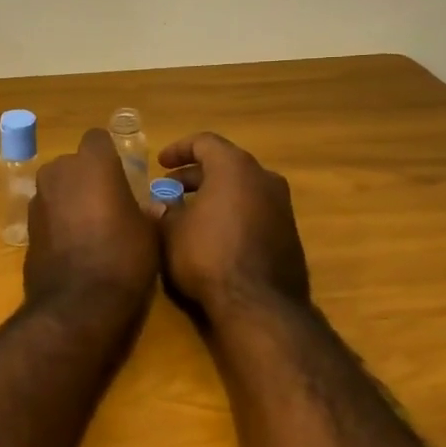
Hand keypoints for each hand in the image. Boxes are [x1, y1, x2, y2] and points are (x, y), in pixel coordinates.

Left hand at [25, 129, 159, 316]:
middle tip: (108, 203)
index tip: (122, 175)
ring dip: (70, 198)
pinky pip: (47, 212)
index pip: (98, 139)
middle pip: (74, 163)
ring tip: (91, 227)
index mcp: (93, 163)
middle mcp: (59, 172)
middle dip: (87, 177)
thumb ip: (146, 211)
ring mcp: (38, 199)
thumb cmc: (123, 258)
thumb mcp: (148, 233)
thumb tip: (151, 207)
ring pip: (57, 187)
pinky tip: (73, 245)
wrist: (78, 304)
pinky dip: (57, 220)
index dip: (109, 154)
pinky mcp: (26, 226)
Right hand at [157, 132, 310, 317]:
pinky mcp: (288, 232)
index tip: (160, 164)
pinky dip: (233, 212)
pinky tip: (214, 235)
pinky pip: (255, 210)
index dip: (178, 149)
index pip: (204, 142)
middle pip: (225, 164)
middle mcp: (263, 178)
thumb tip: (157, 204)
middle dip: (195, 176)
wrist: (258, 304)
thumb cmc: (207, 256)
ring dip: (214, 195)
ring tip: (189, 214)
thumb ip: (163, 211)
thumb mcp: (171, 232)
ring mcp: (281, 206)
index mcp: (234, 167)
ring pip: (242, 188)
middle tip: (169, 192)